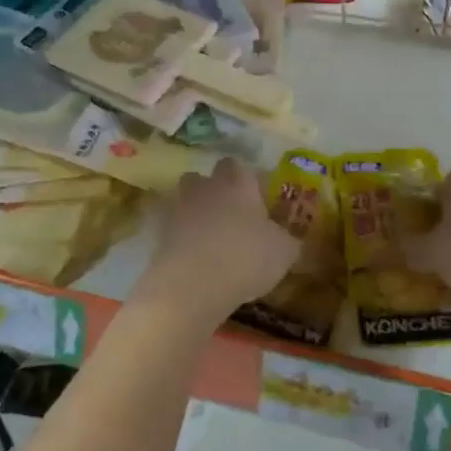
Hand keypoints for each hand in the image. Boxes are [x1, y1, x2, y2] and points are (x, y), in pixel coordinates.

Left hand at [147, 158, 300, 319]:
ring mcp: (179, 209)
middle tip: (231, 213)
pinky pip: (172, 228)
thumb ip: (288, 240)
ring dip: (195, 211)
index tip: (256, 196)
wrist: (192, 284)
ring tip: (209, 235)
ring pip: (185, 199)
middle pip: (205, 177)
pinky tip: (194, 257)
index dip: (247, 179)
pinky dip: (181, 237)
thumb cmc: (246, 258)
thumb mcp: (283, 252)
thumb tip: (290, 239)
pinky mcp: (159, 234)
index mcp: (238, 184)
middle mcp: (206, 188)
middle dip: (215, 190)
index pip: (239, 166)